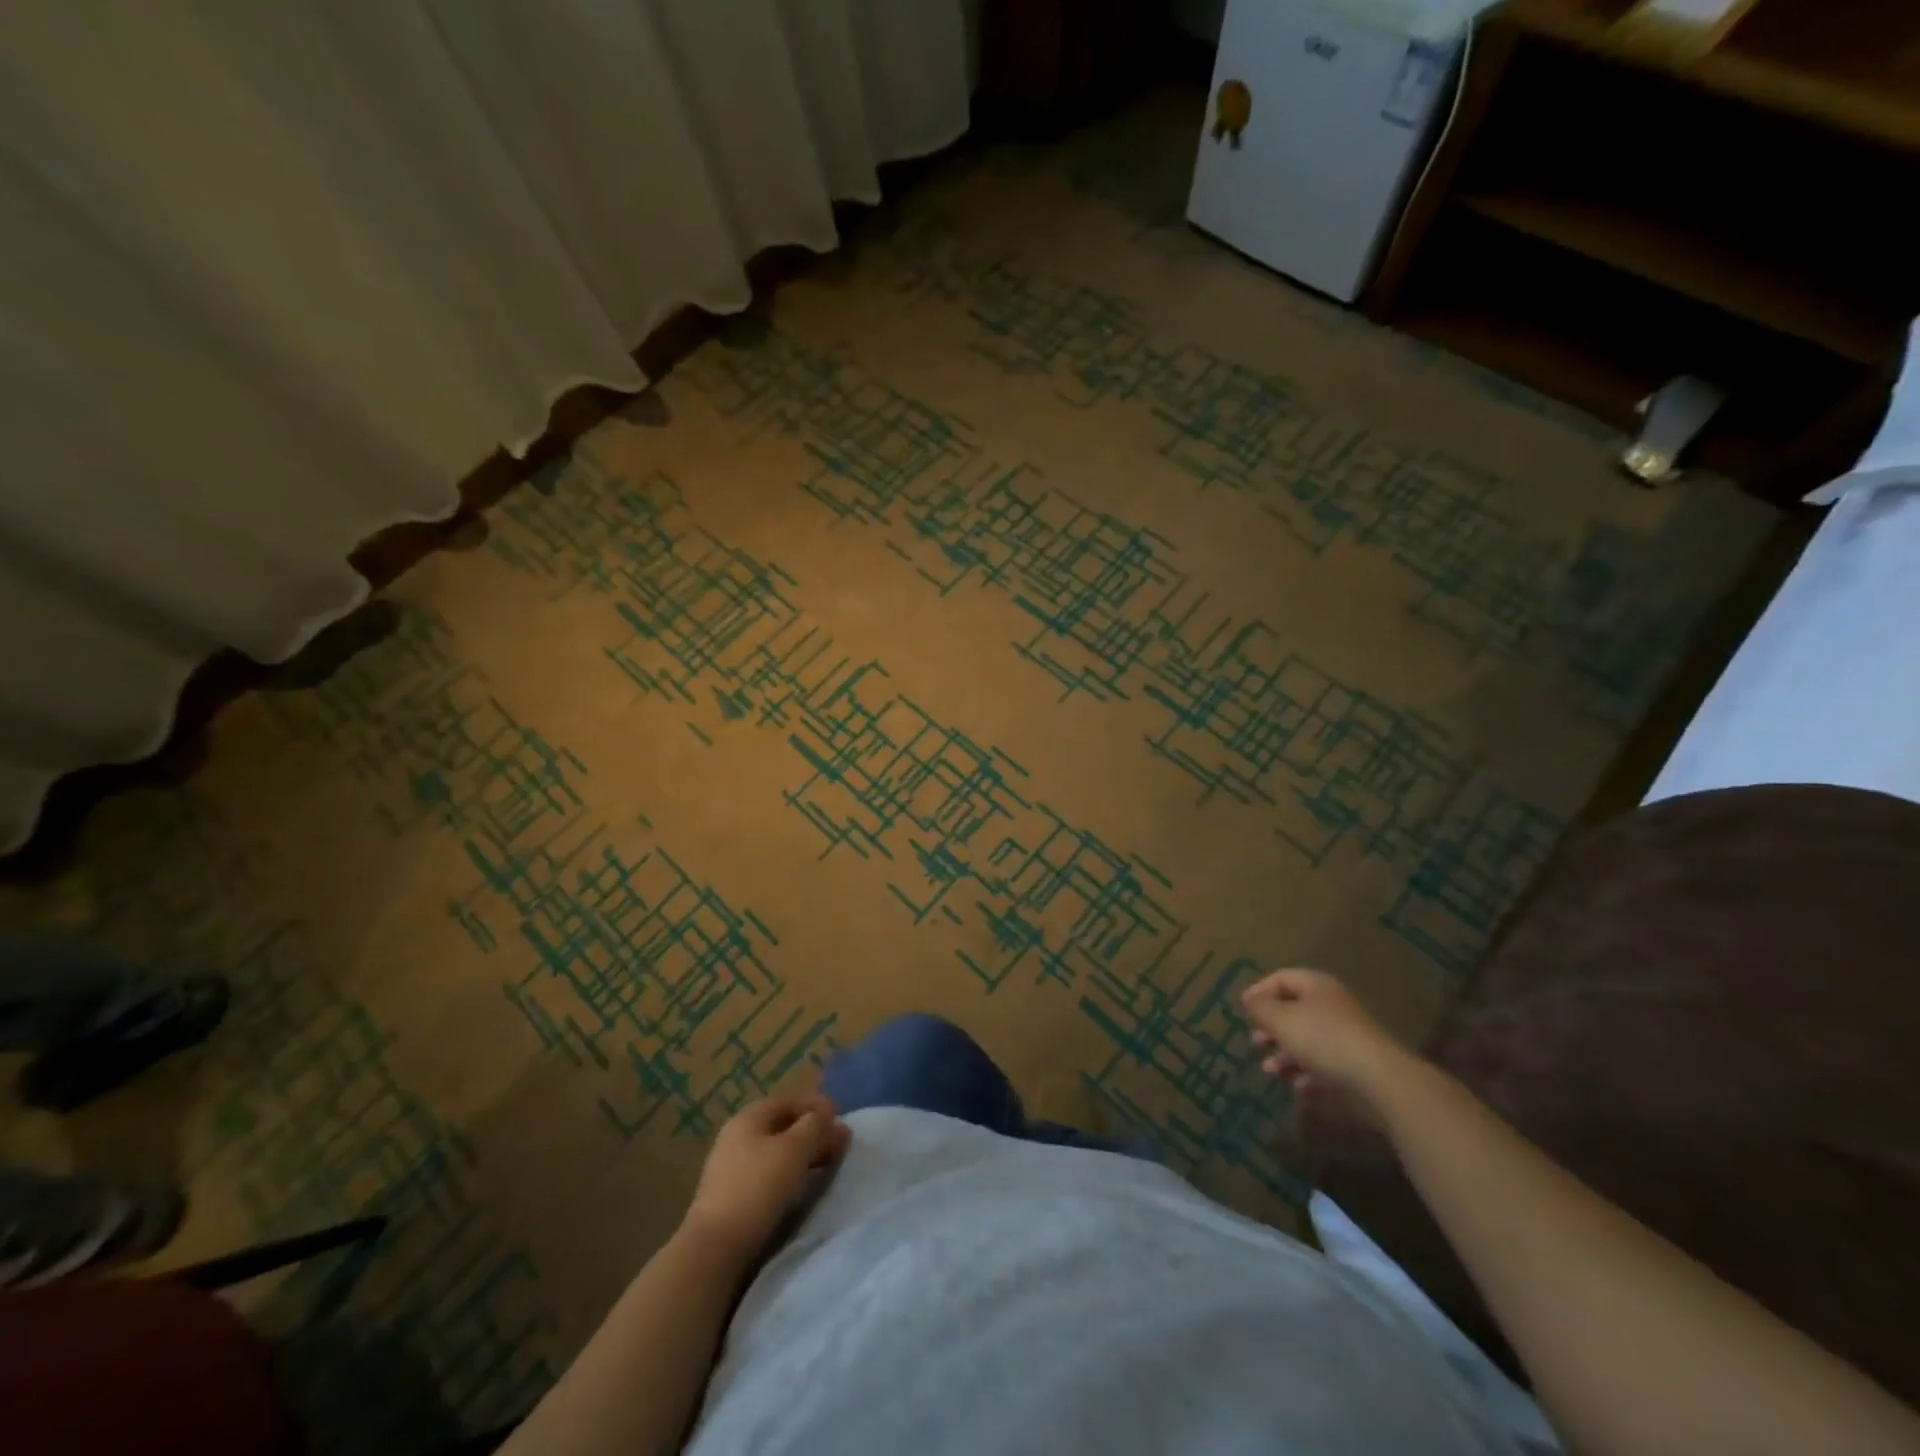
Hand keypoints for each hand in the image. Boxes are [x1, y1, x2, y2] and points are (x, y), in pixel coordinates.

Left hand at [683, 1095, 851, 1262]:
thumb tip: (829, 1114)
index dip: (815, 1106)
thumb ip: (816, 1126)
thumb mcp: (795, 1149)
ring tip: (826, 1164)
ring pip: (775, 1152)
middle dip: (812, 1132)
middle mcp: (737, 1137)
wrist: (715, 1246)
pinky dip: (788, 1173)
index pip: (787, 1102)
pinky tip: (801, 1185)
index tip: (839, 1116)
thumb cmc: (759, 1186)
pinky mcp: (731, 1196)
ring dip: (802, 1154)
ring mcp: (731, 1168)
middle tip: (839, 1142)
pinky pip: (767, 1174)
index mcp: (749, 1118)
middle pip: (781, 1127)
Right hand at [1241, 968, 1416, 1120]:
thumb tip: (1250, 1001)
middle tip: (1256, 1042)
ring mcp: (1347, 1036)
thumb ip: (1260, 1008)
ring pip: (1308, 1041)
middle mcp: (1332, 1006)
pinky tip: (1299, 1087)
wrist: (1380, 1081)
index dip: (1259, 991)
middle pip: (1294, 1011)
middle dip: (1271, 1028)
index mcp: (1316, 986)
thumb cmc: (1323, 1040)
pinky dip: (1308, 1074)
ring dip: (1285, 1055)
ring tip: (1271, 1071)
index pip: (1281, 978)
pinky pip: (1325, 1065)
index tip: (1242, 1010)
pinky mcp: (1357, 1065)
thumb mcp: (1281, 1020)